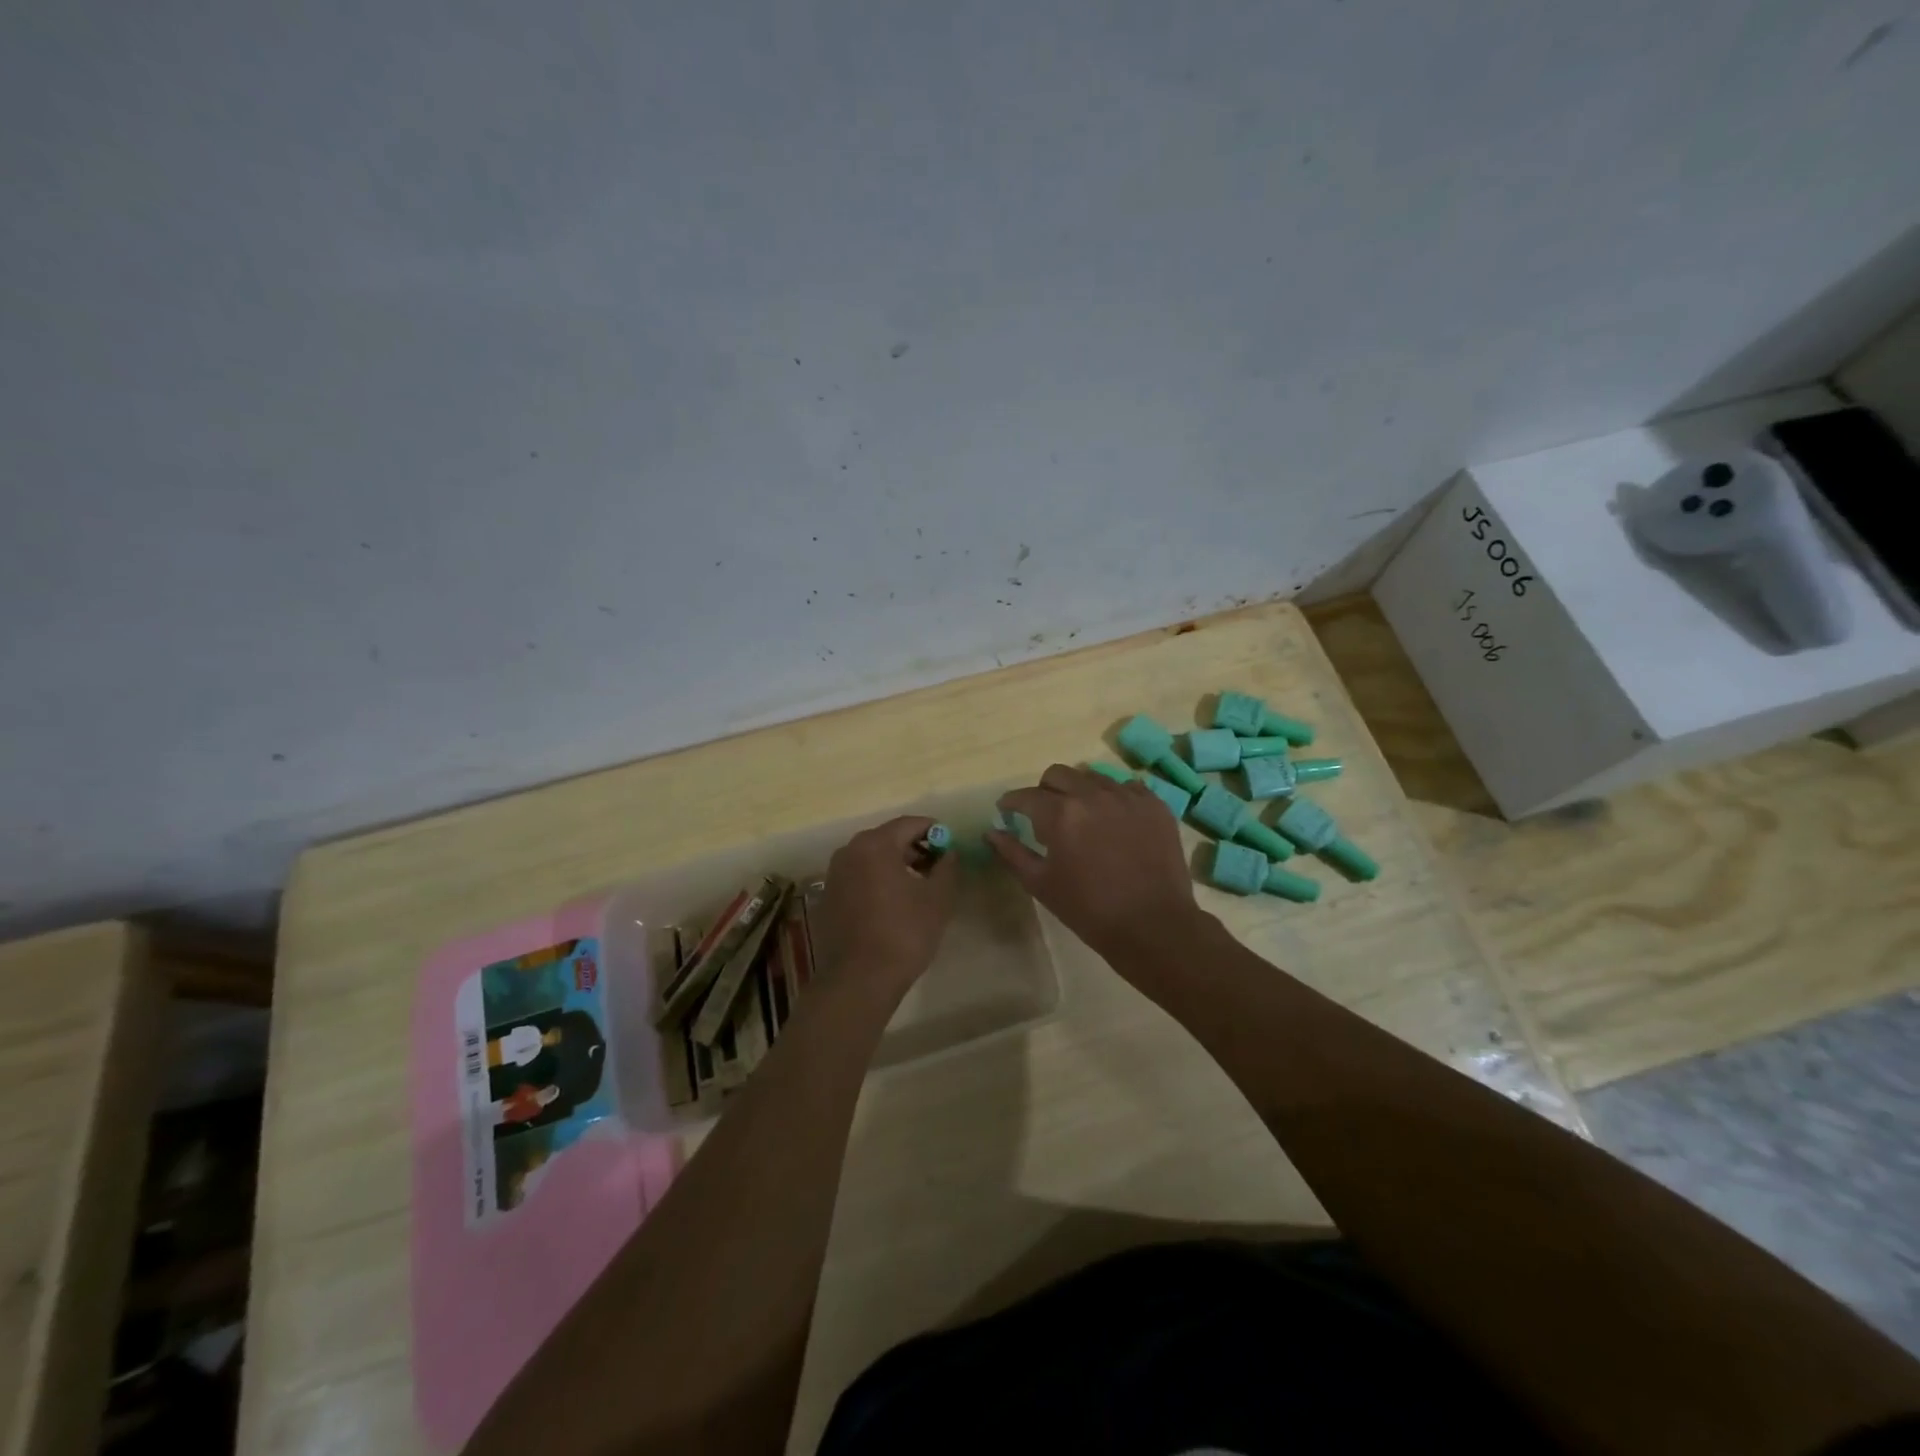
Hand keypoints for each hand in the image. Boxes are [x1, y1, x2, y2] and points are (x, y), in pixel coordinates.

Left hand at [814, 816, 958, 997]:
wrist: (859, 980)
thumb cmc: (903, 933)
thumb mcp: (938, 899)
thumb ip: (947, 867)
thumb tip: (948, 853)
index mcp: (875, 845)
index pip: (909, 824)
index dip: (934, 830)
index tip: (950, 844)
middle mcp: (849, 851)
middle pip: (888, 838)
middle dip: (915, 848)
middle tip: (937, 867)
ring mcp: (834, 875)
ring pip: (871, 858)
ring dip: (896, 865)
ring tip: (918, 887)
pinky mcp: (828, 898)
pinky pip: (859, 877)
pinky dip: (877, 881)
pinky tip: (893, 904)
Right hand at [988, 765, 1201, 961]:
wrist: (1153, 926)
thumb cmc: (1089, 910)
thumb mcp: (1041, 884)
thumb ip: (1012, 853)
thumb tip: (991, 832)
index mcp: (1060, 814)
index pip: (1026, 796)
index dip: (1011, 802)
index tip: (1006, 810)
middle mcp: (1092, 794)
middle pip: (1058, 774)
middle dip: (1044, 790)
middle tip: (1044, 813)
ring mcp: (1127, 796)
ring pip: (1092, 776)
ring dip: (1079, 791)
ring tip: (1082, 816)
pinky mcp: (1154, 804)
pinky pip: (1126, 786)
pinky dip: (1113, 797)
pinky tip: (1113, 819)